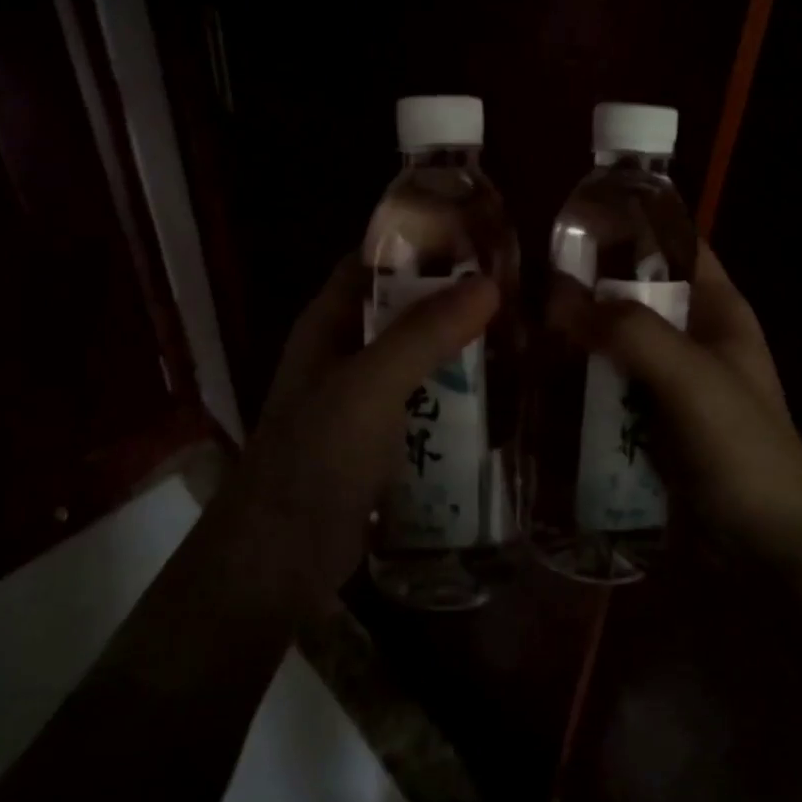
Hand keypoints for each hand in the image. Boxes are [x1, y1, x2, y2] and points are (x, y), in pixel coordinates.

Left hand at [238, 257, 499, 600]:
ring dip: (458, 352)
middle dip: (451, 302)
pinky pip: (422, 405)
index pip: (373, 262)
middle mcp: (343, 354)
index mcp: (328, 324)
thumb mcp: (371, 386)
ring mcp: (360, 401)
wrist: (280, 561)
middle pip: (401, 310)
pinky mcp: (378, 443)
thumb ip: (425, 334)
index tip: (478, 241)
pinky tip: (498, 401)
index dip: (419, 246)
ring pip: (416, 360)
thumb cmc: (316, 457)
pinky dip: (453, 398)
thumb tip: (488, 283)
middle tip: (515, 294)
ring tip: (520, 341)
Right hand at [547, 244, 801, 568]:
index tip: (568, 219)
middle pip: (635, 292)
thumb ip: (630, 331)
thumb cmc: (743, 449)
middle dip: (587, 285)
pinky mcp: (648, 420)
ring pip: (615, 340)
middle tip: (524, 280)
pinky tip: (537, 376)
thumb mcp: (692, 379)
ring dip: (576, 335)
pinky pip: (607, 385)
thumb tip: (557, 296)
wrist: (768, 551)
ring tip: (517, 324)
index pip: (673, 243)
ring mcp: (669, 380)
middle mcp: (692, 335)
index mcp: (718, 308)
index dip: (628, 224)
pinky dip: (579, 379)